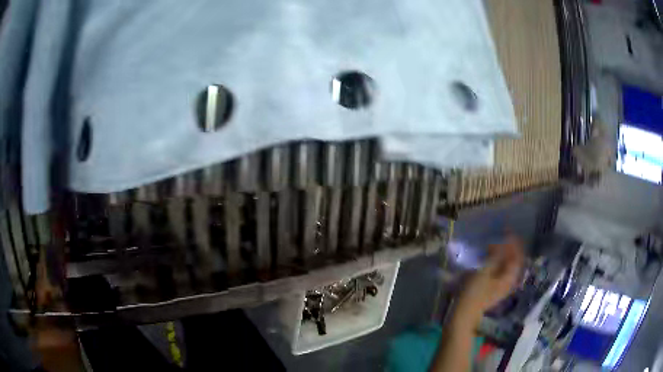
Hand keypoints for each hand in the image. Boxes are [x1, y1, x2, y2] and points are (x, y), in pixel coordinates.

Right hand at [454, 235, 523, 325]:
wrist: (464, 314)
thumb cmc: (473, 293)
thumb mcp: (484, 272)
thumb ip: (495, 257)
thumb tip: (503, 243)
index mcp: (510, 277)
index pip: (517, 256)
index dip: (513, 243)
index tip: (506, 231)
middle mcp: (509, 282)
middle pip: (514, 261)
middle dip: (508, 248)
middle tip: (499, 238)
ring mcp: (502, 287)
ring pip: (507, 266)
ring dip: (502, 255)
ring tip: (492, 246)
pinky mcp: (495, 289)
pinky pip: (501, 271)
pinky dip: (497, 263)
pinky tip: (489, 259)